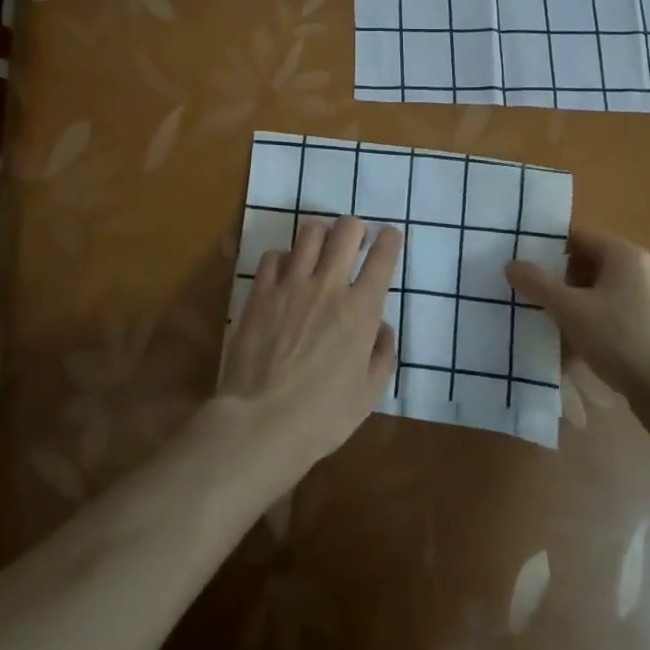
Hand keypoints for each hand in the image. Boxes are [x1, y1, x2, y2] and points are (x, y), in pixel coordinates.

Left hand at [218, 216, 400, 473]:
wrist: (261, 422)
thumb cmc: (323, 416)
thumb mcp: (369, 393)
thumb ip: (382, 355)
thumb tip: (381, 328)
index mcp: (361, 311)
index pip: (382, 258)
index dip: (389, 240)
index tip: (389, 235)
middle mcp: (328, 287)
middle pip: (346, 231)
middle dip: (355, 227)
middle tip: (355, 238)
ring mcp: (290, 285)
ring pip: (309, 233)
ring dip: (321, 233)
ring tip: (321, 245)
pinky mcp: (260, 293)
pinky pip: (273, 256)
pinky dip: (284, 257)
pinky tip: (285, 271)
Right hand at [505, 229, 649, 405]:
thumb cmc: (619, 339)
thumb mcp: (570, 309)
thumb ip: (538, 283)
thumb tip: (511, 264)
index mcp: (623, 254)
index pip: (576, 237)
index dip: (546, 248)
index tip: (520, 264)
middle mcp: (637, 270)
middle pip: (585, 265)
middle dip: (555, 281)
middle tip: (526, 295)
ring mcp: (645, 299)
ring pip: (595, 293)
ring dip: (569, 306)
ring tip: (542, 323)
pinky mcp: (647, 326)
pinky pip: (608, 315)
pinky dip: (587, 324)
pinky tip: (568, 347)